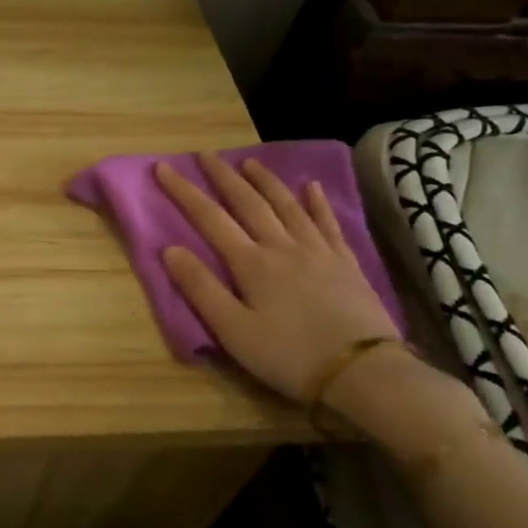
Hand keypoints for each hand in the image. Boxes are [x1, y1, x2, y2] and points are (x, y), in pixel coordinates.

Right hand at [155, 154, 399, 404]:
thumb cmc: (288, 355)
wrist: (362, 372)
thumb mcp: (233, 330)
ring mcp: (317, 251)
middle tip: (206, 155)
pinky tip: (311, 187)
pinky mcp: (345, 263)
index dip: (184, 192)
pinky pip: (327, 222)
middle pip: (249, 202)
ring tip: (250, 162)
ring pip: (287, 205)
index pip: (209, 218)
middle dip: (224, 177)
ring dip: (266, 181)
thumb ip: (200, 288)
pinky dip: (317, 202)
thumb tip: (170, 249)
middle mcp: (282, 246)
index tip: (164, 167)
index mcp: (250, 263)